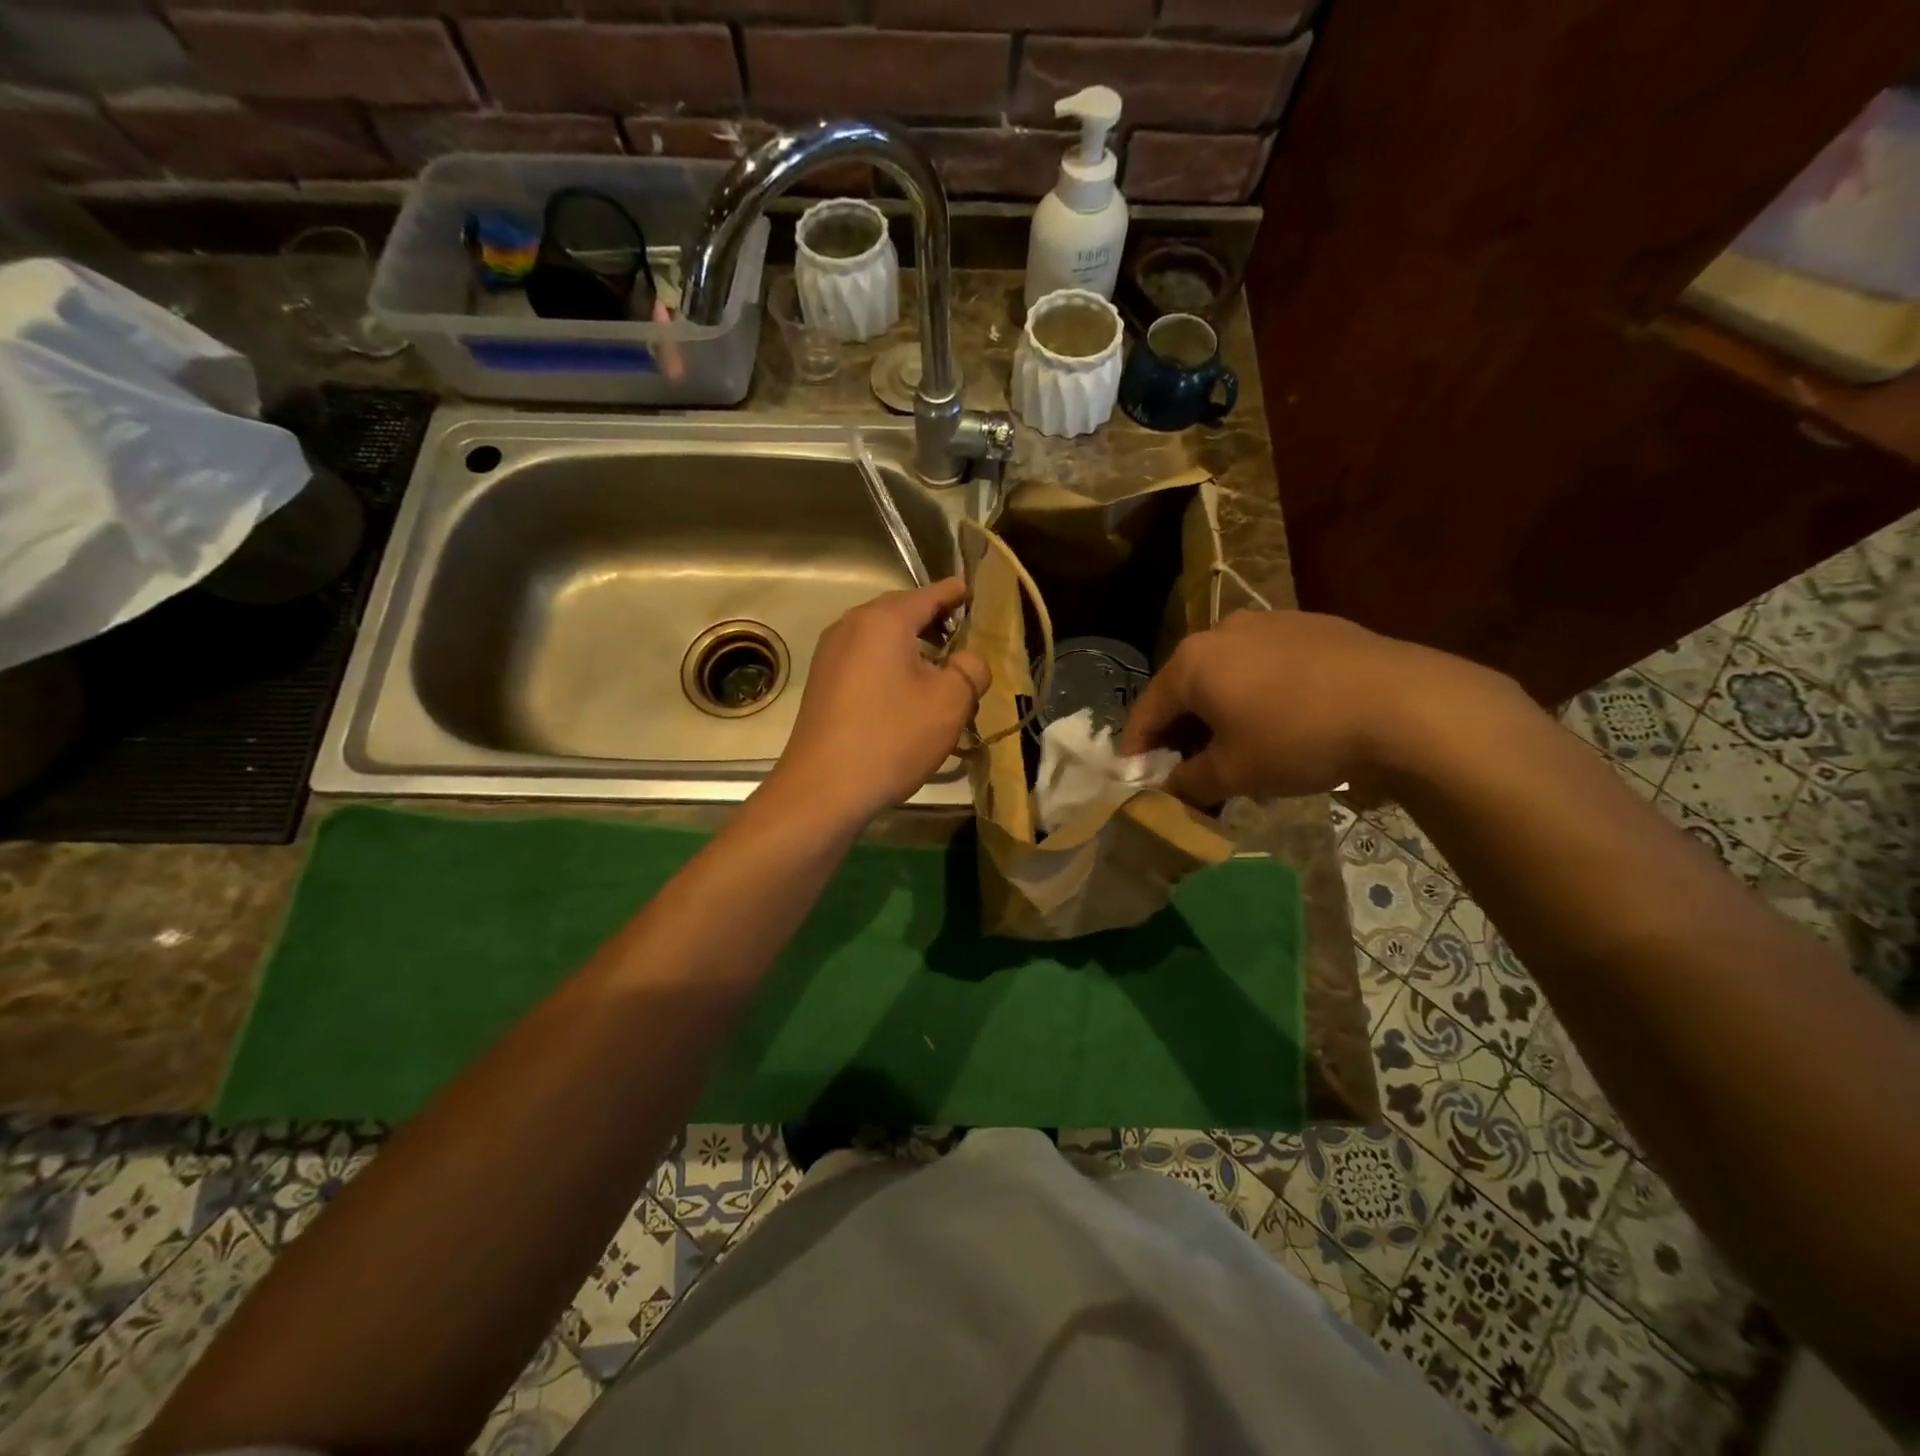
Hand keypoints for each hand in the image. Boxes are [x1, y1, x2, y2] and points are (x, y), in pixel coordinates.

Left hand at [770, 578, 990, 822]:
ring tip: (939, 671)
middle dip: (933, 622)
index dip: (953, 593)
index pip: (927, 595)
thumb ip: (971, 670)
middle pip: (900, 613)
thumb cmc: (892, 737)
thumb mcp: (950, 702)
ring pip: (881, 639)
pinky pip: (864, 660)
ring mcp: (830, 655)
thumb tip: (969, 661)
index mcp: (883, 620)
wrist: (823, 788)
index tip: (971, 590)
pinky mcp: (822, 683)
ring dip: (911, 648)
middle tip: (962, 637)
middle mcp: (850, 627)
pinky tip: (905, 694)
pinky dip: (889, 666)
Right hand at [1117, 609, 1509, 804]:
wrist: (1404, 705)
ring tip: (1241, 751)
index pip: (1147, 709)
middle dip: (1183, 731)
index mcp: (1193, 662)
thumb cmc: (1297, 738)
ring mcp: (1271, 622)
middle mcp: (1223, 631)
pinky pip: (1267, 666)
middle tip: (1190, 769)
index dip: (1137, 747)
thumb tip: (1170, 786)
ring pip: (1229, 675)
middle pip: (1187, 689)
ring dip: (1222, 713)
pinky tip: (1285, 724)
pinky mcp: (1313, 626)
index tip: (1135, 776)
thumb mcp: (1234, 773)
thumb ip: (1189, 781)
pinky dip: (1260, 696)